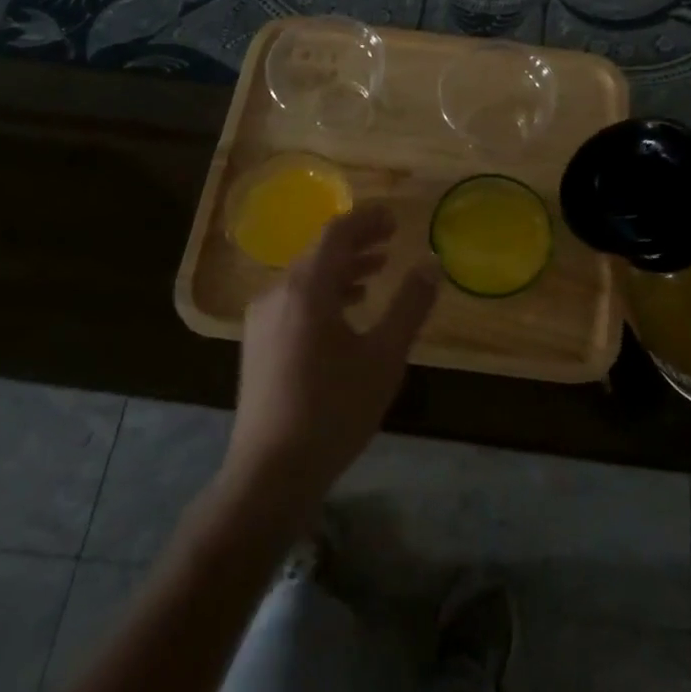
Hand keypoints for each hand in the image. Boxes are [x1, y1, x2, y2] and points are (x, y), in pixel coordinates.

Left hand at [222, 204, 437, 516]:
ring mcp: (262, 319)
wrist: (269, 474)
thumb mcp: (384, 356)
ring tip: (377, 271)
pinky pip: (295, 300)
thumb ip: (410, 305)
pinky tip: (347, 310)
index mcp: (307, 288)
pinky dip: (325, 293)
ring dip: (343, 269)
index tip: (394, 216)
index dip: (367, 219)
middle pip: (320, 251)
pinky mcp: (258, 343)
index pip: (337, 233)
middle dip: (357, 242)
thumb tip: (432, 264)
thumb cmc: (333, 410)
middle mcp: (278, 293)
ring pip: (306, 277)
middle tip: (391, 239)